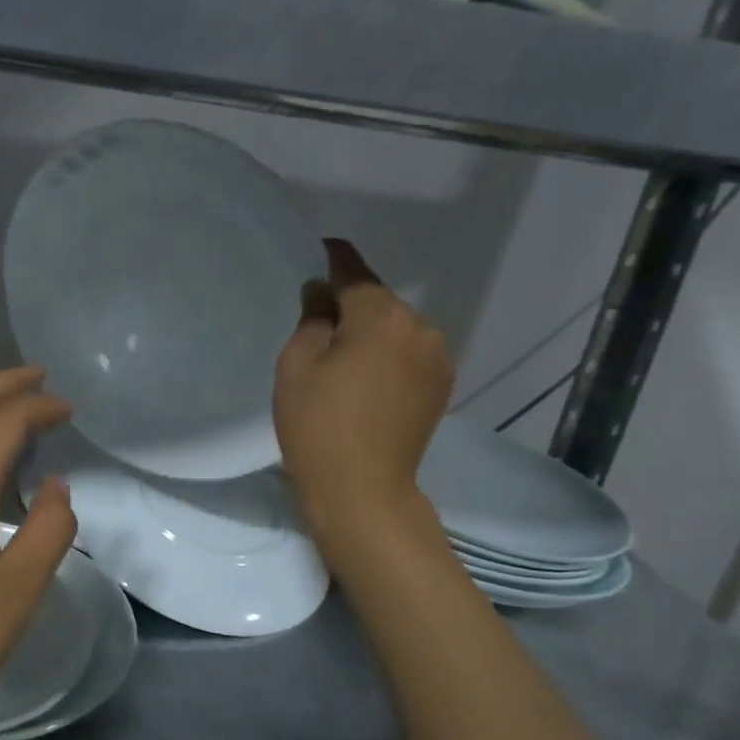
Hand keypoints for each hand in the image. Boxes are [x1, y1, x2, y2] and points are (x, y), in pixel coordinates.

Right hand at [275, 239, 453, 557]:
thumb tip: (322, 294)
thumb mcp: (297, 365)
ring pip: (396, 328)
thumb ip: (312, 318)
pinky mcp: (442, 385)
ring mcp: (438, 358)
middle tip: (317, 320)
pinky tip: (366, 378)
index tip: (319, 248)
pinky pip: (409, 352)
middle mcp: (421, 327)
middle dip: (350, 303)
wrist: (363, 491)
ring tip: (341, 356)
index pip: (354, 271)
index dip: (333, 258)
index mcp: (383, 316)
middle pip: (379, 301)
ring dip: (371, 331)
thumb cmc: (318, 426)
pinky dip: (388, 354)